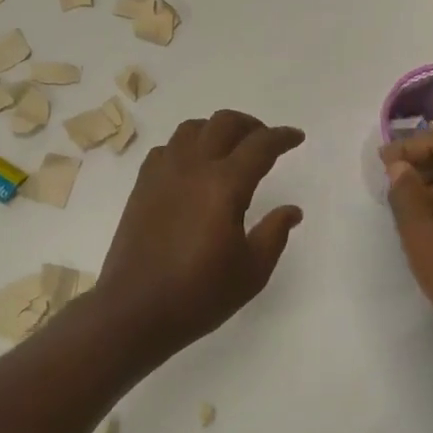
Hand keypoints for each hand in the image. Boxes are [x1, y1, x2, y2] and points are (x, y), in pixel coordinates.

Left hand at [95, 110, 305, 357]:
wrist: (135, 310)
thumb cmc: (199, 295)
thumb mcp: (251, 272)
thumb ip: (274, 234)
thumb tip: (291, 210)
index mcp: (224, 185)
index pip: (260, 145)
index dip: (283, 137)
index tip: (296, 137)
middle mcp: (192, 167)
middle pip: (224, 123)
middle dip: (251, 125)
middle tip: (265, 141)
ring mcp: (162, 173)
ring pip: (192, 128)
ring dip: (216, 130)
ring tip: (229, 149)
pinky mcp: (142, 185)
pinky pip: (167, 148)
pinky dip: (186, 146)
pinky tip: (193, 168)